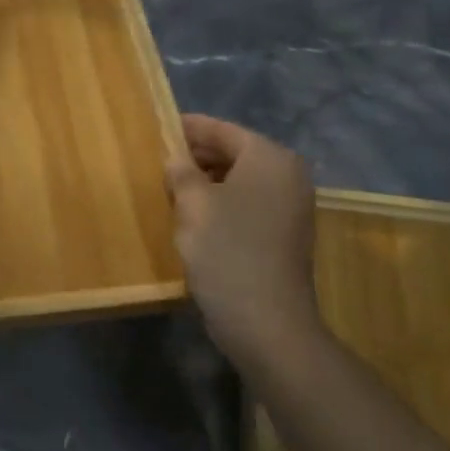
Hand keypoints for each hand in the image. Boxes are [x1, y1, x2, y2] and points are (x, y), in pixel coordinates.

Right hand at [165, 114, 321, 376]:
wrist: (267, 323)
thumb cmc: (227, 252)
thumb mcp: (193, 205)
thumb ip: (181, 171)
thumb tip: (175, 157)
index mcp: (269, 158)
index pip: (222, 130)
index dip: (188, 128)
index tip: (158, 127)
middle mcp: (288, 174)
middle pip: (235, 152)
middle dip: (197, 155)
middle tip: (159, 160)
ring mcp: (292, 206)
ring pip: (241, 179)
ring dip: (208, 180)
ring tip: (172, 187)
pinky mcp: (286, 233)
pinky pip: (249, 202)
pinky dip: (224, 201)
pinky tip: (195, 215)